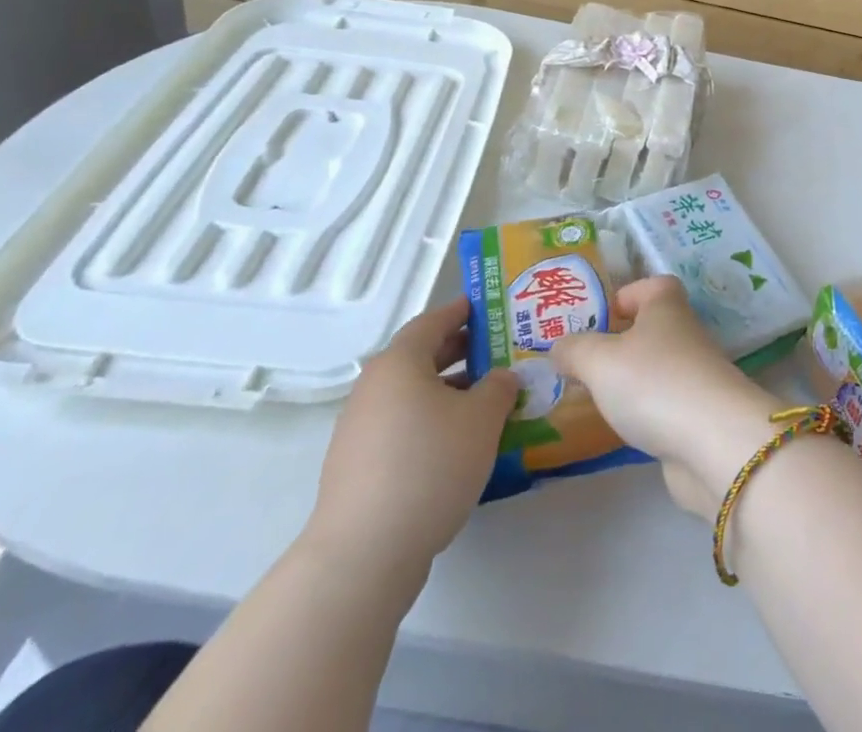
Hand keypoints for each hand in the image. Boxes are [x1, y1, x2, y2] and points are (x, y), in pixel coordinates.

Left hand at [303, 298, 517, 600]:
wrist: (364, 555)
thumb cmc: (429, 465)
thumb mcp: (482, 419)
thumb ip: (499, 387)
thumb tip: (502, 377)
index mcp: (399, 362)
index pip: (434, 321)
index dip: (463, 311)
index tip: (490, 307)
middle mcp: (374, 387)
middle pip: (422, 357)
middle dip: (462, 352)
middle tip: (500, 352)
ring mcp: (361, 429)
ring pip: (414, 395)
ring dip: (450, 391)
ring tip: (489, 401)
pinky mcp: (359, 466)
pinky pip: (403, 426)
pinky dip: (432, 422)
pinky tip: (461, 444)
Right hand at [550, 276, 782, 516]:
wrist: (715, 442)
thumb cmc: (654, 382)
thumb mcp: (599, 360)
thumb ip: (574, 350)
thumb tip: (560, 347)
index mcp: (667, 306)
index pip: (652, 286)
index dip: (625, 295)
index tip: (596, 320)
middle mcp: (685, 334)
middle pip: (652, 328)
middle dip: (619, 343)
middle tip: (581, 364)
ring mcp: (696, 376)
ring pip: (656, 369)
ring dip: (629, 381)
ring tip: (592, 399)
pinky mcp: (699, 416)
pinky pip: (664, 405)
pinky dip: (644, 414)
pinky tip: (620, 430)